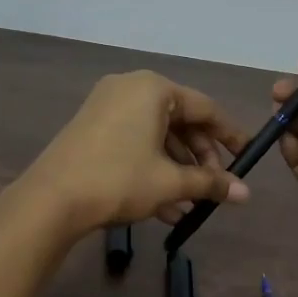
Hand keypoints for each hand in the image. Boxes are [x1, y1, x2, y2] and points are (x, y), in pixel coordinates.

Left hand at [16, 71, 249, 238]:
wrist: (50, 200)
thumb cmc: (119, 180)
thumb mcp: (170, 182)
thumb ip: (210, 183)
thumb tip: (247, 194)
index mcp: (154, 89)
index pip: (205, 108)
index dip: (229, 135)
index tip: (246, 157)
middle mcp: (130, 88)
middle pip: (180, 122)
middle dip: (200, 158)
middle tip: (215, 187)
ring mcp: (106, 107)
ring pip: (156, 136)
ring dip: (177, 170)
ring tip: (190, 206)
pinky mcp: (91, 128)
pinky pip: (134, 142)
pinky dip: (152, 168)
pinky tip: (165, 208)